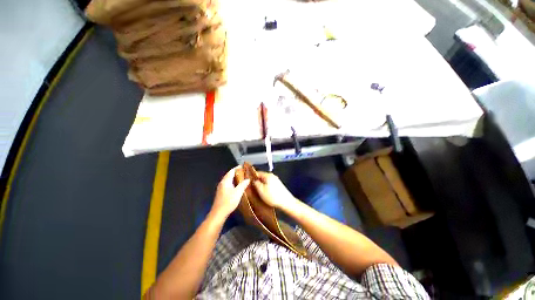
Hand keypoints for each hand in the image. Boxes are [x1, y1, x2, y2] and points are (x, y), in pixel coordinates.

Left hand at [211, 166, 249, 219]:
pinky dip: (233, 182)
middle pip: (229, 175)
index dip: (237, 168)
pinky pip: (228, 184)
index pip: (231, 171)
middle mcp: (222, 183)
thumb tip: (248, 179)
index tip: (243, 166)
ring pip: (229, 180)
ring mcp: (221, 188)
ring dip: (235, 178)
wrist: (218, 213)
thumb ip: (243, 185)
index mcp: (225, 181)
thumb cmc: (228, 202)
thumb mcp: (238, 193)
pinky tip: (238, 186)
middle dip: (236, 172)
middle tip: (244, 172)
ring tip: (243, 178)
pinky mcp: (221, 193)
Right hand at [253, 172, 295, 208]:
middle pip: (261, 176)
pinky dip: (265, 186)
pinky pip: (269, 183)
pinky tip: (264, 192)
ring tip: (256, 191)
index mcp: (268, 175)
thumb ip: (256, 184)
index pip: (257, 172)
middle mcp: (272, 176)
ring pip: (265, 180)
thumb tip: (253, 180)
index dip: (251, 176)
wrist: (286, 202)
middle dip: (256, 181)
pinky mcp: (278, 185)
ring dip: (261, 184)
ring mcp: (276, 180)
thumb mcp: (261, 190)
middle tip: (251, 187)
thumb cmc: (272, 196)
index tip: (247, 181)